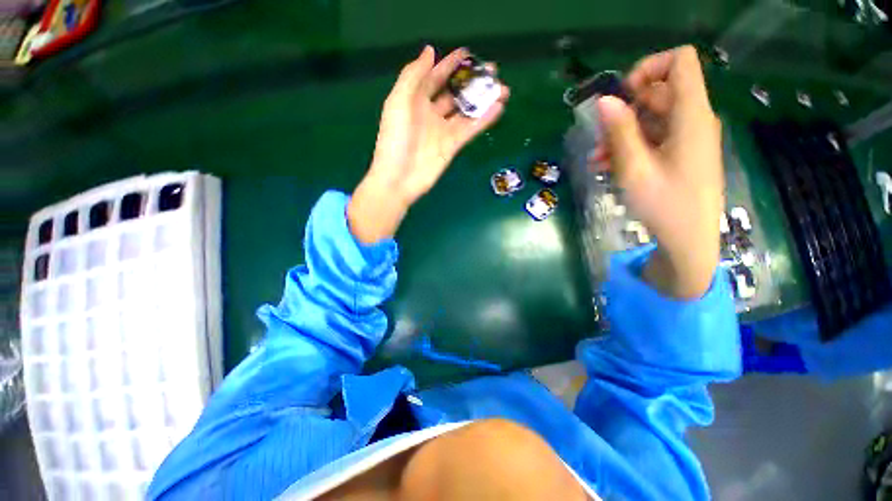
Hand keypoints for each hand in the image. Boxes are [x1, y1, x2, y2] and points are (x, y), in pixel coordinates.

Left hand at [349, 46, 509, 243]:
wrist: (399, 178)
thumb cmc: (395, 139)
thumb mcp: (398, 102)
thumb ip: (413, 76)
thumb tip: (430, 51)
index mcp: (415, 100)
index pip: (435, 77)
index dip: (449, 65)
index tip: (467, 53)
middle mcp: (431, 113)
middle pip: (454, 93)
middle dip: (471, 81)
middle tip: (492, 71)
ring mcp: (443, 130)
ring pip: (466, 111)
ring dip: (483, 99)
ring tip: (503, 88)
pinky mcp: (452, 146)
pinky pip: (470, 129)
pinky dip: (484, 119)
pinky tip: (498, 107)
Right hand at [594, 46, 722, 298]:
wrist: (688, 241)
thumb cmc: (664, 206)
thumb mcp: (634, 169)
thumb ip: (619, 132)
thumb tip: (604, 100)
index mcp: (691, 117)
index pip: (681, 61)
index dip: (648, 68)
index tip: (622, 96)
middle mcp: (693, 120)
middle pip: (660, 91)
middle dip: (625, 109)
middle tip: (601, 137)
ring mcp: (687, 138)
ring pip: (653, 117)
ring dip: (622, 133)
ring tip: (597, 158)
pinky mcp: (680, 154)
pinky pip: (654, 137)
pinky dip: (630, 146)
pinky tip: (607, 165)